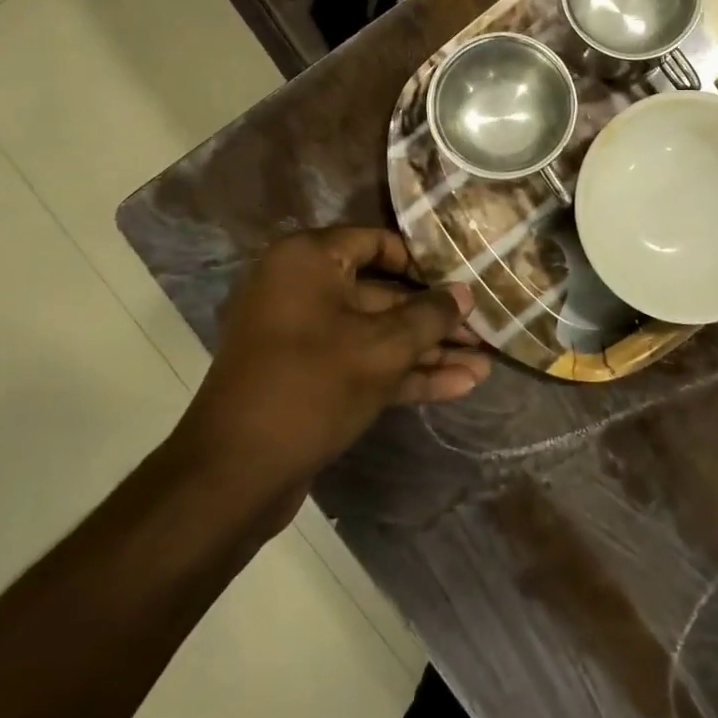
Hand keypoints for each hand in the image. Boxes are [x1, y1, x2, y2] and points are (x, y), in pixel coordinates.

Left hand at [175, 229, 488, 496]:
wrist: (234, 475)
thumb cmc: (312, 387)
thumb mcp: (383, 348)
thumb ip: (430, 316)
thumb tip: (465, 293)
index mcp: (309, 260)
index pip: (377, 242)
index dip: (423, 261)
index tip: (461, 280)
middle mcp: (302, 288)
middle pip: (382, 292)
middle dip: (434, 318)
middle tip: (482, 331)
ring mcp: (304, 335)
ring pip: (377, 333)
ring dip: (427, 351)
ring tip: (483, 365)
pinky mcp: (309, 376)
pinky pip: (362, 361)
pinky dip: (404, 373)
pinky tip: (457, 387)